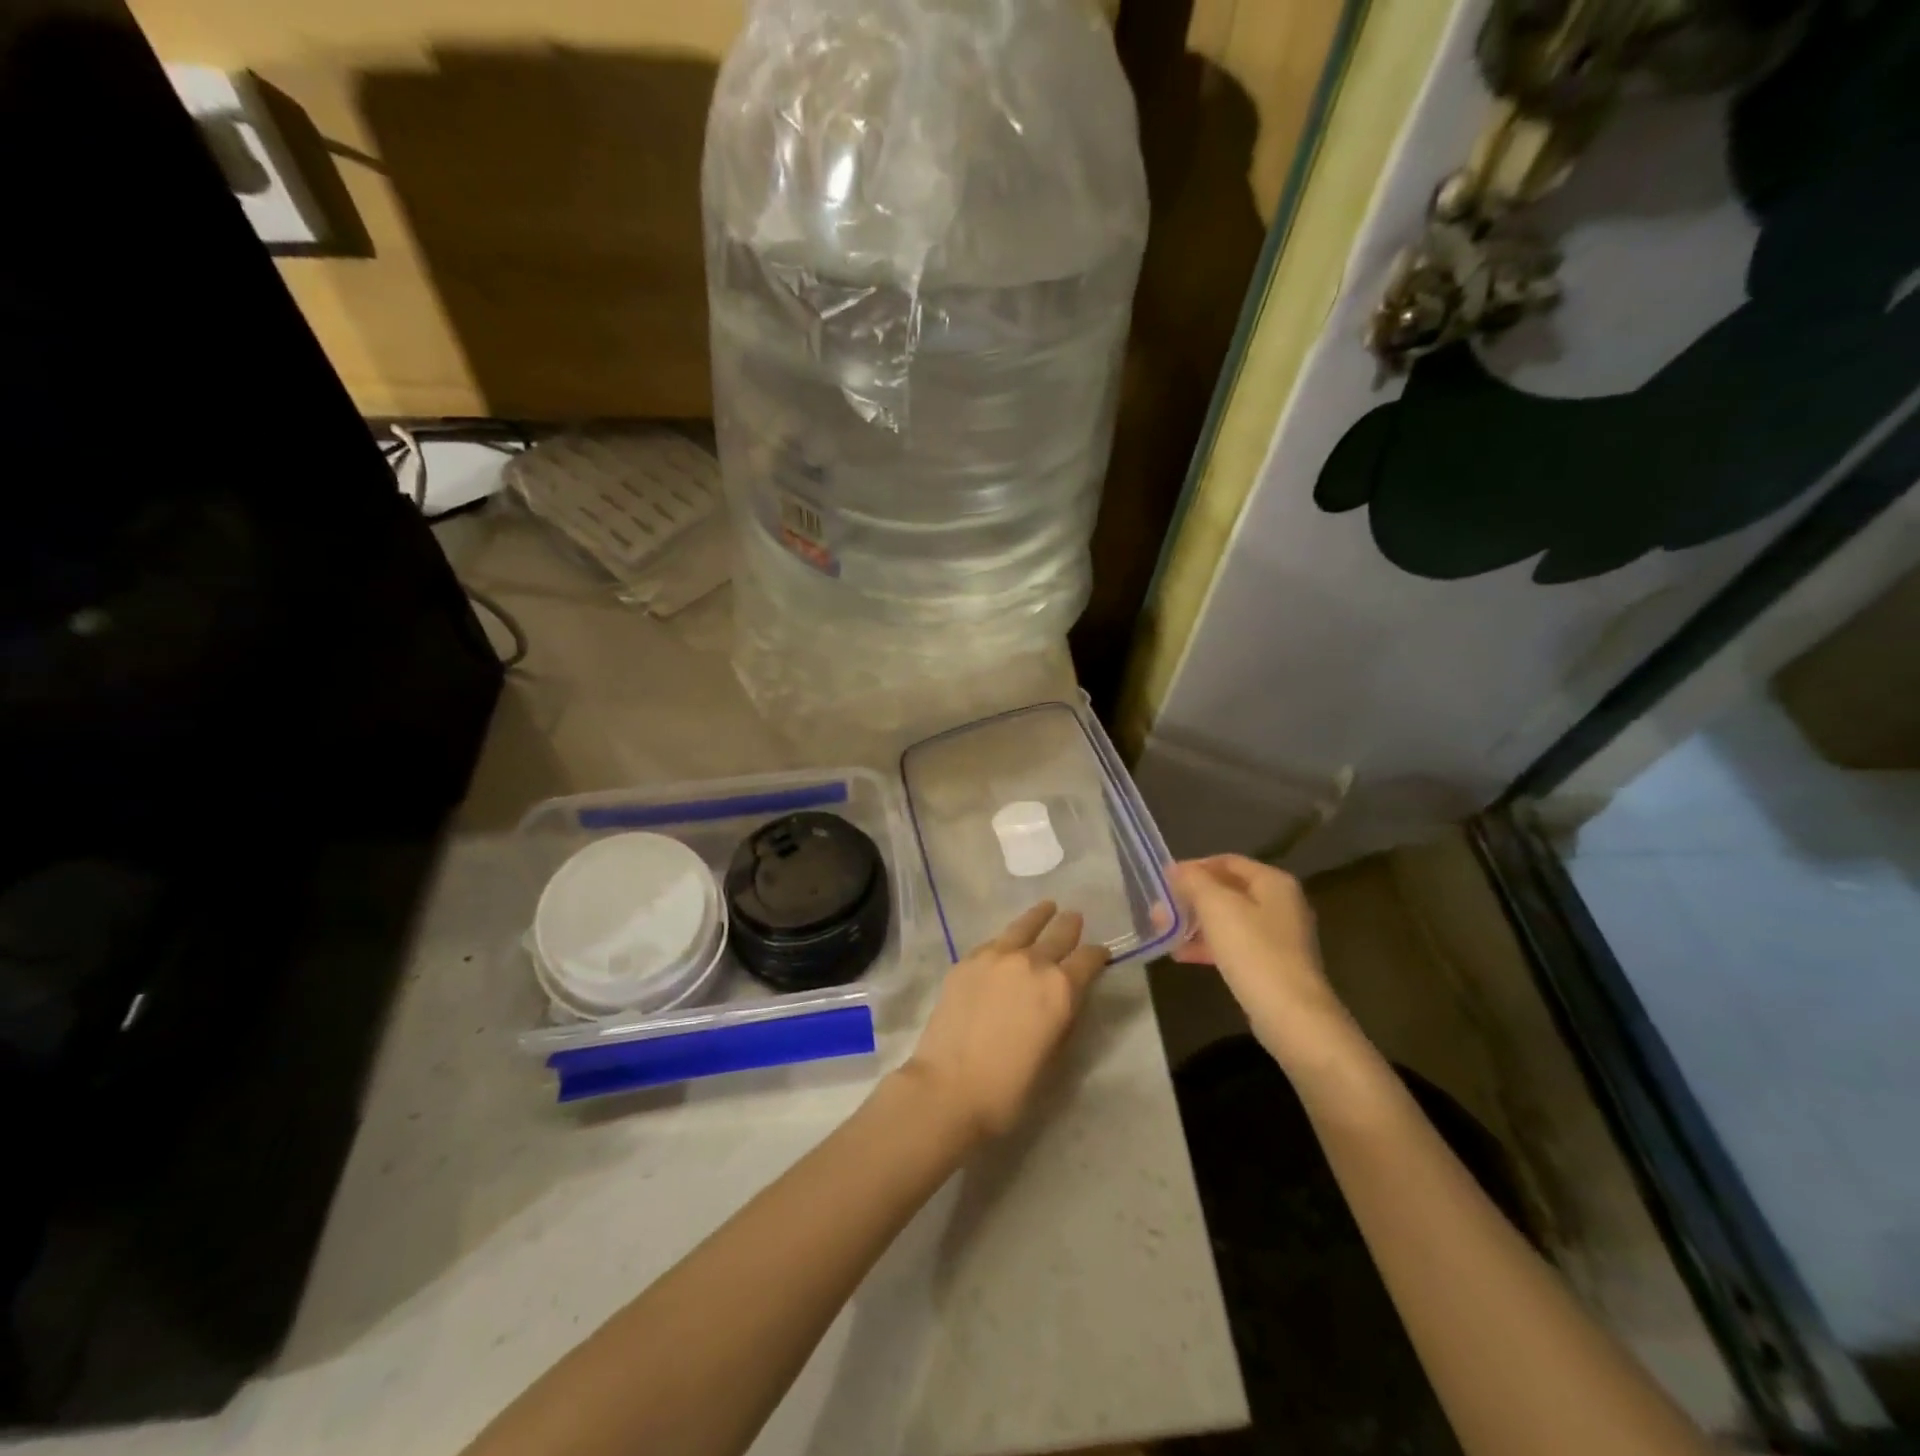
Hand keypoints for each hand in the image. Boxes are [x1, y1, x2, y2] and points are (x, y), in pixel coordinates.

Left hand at [903, 902, 1109, 1143]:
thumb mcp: (1054, 1055)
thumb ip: (1064, 1017)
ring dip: (1040, 917)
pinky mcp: (968, 960)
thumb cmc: (1010, 1087)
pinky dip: (1008, 939)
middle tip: (1075, 919)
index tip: (1100, 956)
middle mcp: (1032, 962)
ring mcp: (996, 955)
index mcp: (1061, 988)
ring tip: (1047, 908)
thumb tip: (1066, 997)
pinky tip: (1007, 942)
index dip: (1098, 956)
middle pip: (1059, 933)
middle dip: (1070, 926)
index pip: (1089, 959)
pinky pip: (995, 941)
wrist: (949, 1087)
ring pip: (1025, 925)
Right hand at [1171, 855, 1355, 1072]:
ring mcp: (1278, 937)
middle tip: (1160, 910)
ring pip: (1228, 920)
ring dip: (1195, 923)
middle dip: (1190, 899)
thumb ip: (1193, 881)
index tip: (1164, 881)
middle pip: (1227, 891)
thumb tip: (1176, 870)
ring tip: (1165, 932)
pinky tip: (1181, 955)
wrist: (1291, 1015)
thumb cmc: (1253, 950)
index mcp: (1273, 882)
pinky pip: (1234, 945)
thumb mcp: (1216, 906)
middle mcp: (1281, 904)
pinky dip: (1208, 945)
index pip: (1226, 861)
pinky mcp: (1272, 965)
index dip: (1193, 867)